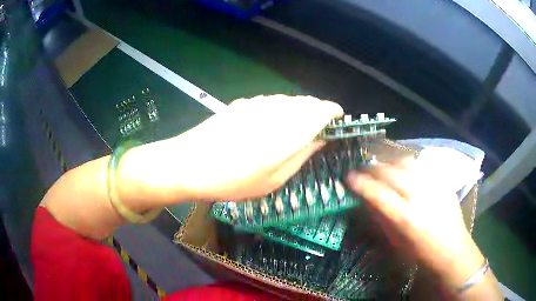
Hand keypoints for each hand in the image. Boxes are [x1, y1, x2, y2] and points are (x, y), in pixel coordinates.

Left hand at [118, 95, 342, 203]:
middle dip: (318, 113)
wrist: (189, 163)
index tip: (338, 122)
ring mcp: (257, 103)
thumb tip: (321, 138)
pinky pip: (271, 101)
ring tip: (296, 129)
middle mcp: (276, 110)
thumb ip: (301, 155)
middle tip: (318, 131)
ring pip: (289, 100)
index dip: (333, 113)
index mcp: (289, 131)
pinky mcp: (242, 104)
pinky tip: (271, 124)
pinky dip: (280, 109)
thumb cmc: (233, 180)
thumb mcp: (274, 179)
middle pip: (307, 102)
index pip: (322, 110)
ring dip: (299, 110)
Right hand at [346, 156, 485, 289]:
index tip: (347, 177)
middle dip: (371, 169)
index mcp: (405, 217)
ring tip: (382, 169)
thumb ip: (380, 219)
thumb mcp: (396, 243)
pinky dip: (405, 165)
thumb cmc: (420, 254)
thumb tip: (365, 202)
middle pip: (389, 172)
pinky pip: (419, 165)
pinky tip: (402, 170)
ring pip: (405, 162)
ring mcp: (432, 185)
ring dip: (388, 163)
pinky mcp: (441, 181)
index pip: (377, 193)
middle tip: (361, 170)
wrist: (452, 250)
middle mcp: (419, 196)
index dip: (359, 183)